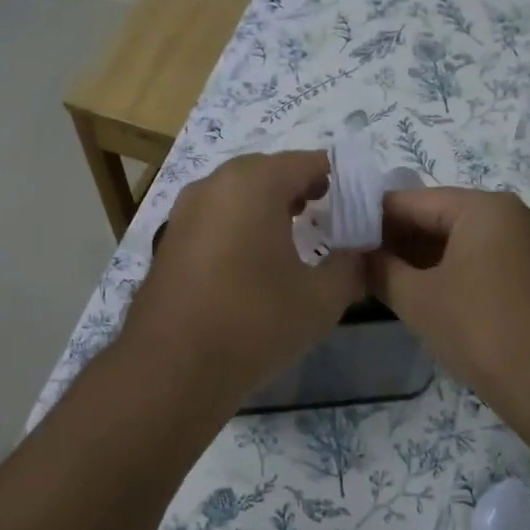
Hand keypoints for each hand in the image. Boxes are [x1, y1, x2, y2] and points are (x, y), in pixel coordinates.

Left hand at [119, 151, 365, 402]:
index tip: (355, 201)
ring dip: (266, 205)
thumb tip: (360, 253)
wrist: (172, 366)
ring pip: (236, 193)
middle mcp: (214, 185)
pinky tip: (252, 259)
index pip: (306, 162)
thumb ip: (350, 267)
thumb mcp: (321, 299)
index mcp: (254, 183)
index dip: (335, 178)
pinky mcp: (169, 239)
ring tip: (292, 232)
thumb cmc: (254, 322)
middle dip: (298, 187)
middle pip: (267, 172)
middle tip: (325, 211)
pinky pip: (214, 217)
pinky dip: (238, 225)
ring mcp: (185, 211)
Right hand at [370, 187, 529, 417]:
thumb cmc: (480, 329)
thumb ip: (380, 269)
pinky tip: (424, 293)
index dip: (371, 218)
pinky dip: (452, 272)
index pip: (412, 200)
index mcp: (484, 208)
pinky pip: (484, 261)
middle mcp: (513, 215)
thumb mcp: (417, 298)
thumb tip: (357, 256)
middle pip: (441, 217)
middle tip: (357, 262)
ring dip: (423, 258)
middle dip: (398, 239)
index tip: (341, 237)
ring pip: (463, 241)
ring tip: (383, 279)